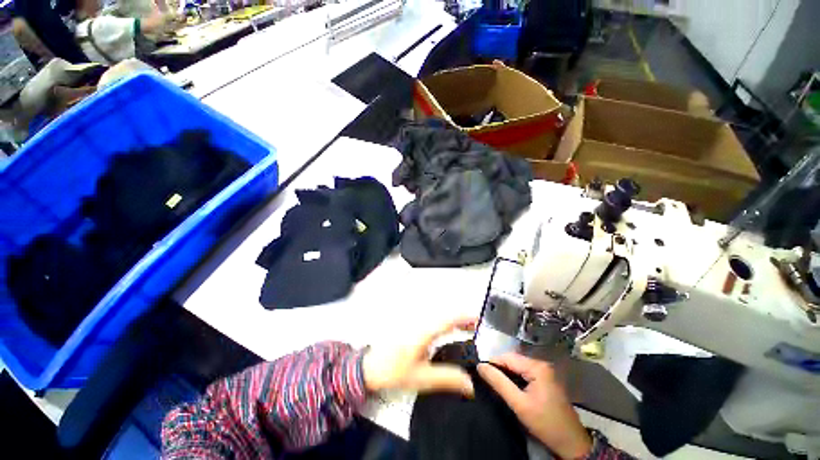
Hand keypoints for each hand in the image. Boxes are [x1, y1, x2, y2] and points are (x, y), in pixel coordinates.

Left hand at [362, 317, 476, 396]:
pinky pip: (433, 322)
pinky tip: (450, 333)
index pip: (448, 320)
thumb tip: (471, 384)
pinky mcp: (412, 328)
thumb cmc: (395, 371)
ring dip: (454, 321)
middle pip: (445, 316)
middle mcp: (421, 323)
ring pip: (439, 318)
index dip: (464, 318)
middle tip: (477, 327)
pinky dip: (445, 324)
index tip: (479, 320)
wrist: (370, 367)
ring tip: (468, 329)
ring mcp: (415, 324)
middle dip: (462, 319)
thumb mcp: (422, 378)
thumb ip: (447, 379)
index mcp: (424, 332)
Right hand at [478, 353, 591, 459]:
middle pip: (513, 360)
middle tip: (485, 378)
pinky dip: (515, 378)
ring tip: (494, 382)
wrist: (571, 443)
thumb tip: (480, 366)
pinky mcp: (546, 380)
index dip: (492, 362)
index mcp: (537, 367)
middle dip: (499, 368)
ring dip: (506, 373)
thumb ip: (499, 383)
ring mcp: (545, 372)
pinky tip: (508, 386)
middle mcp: (542, 365)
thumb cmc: (545, 423)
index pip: (508, 357)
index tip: (479, 371)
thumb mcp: (519, 404)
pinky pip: (525, 373)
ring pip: (518, 367)